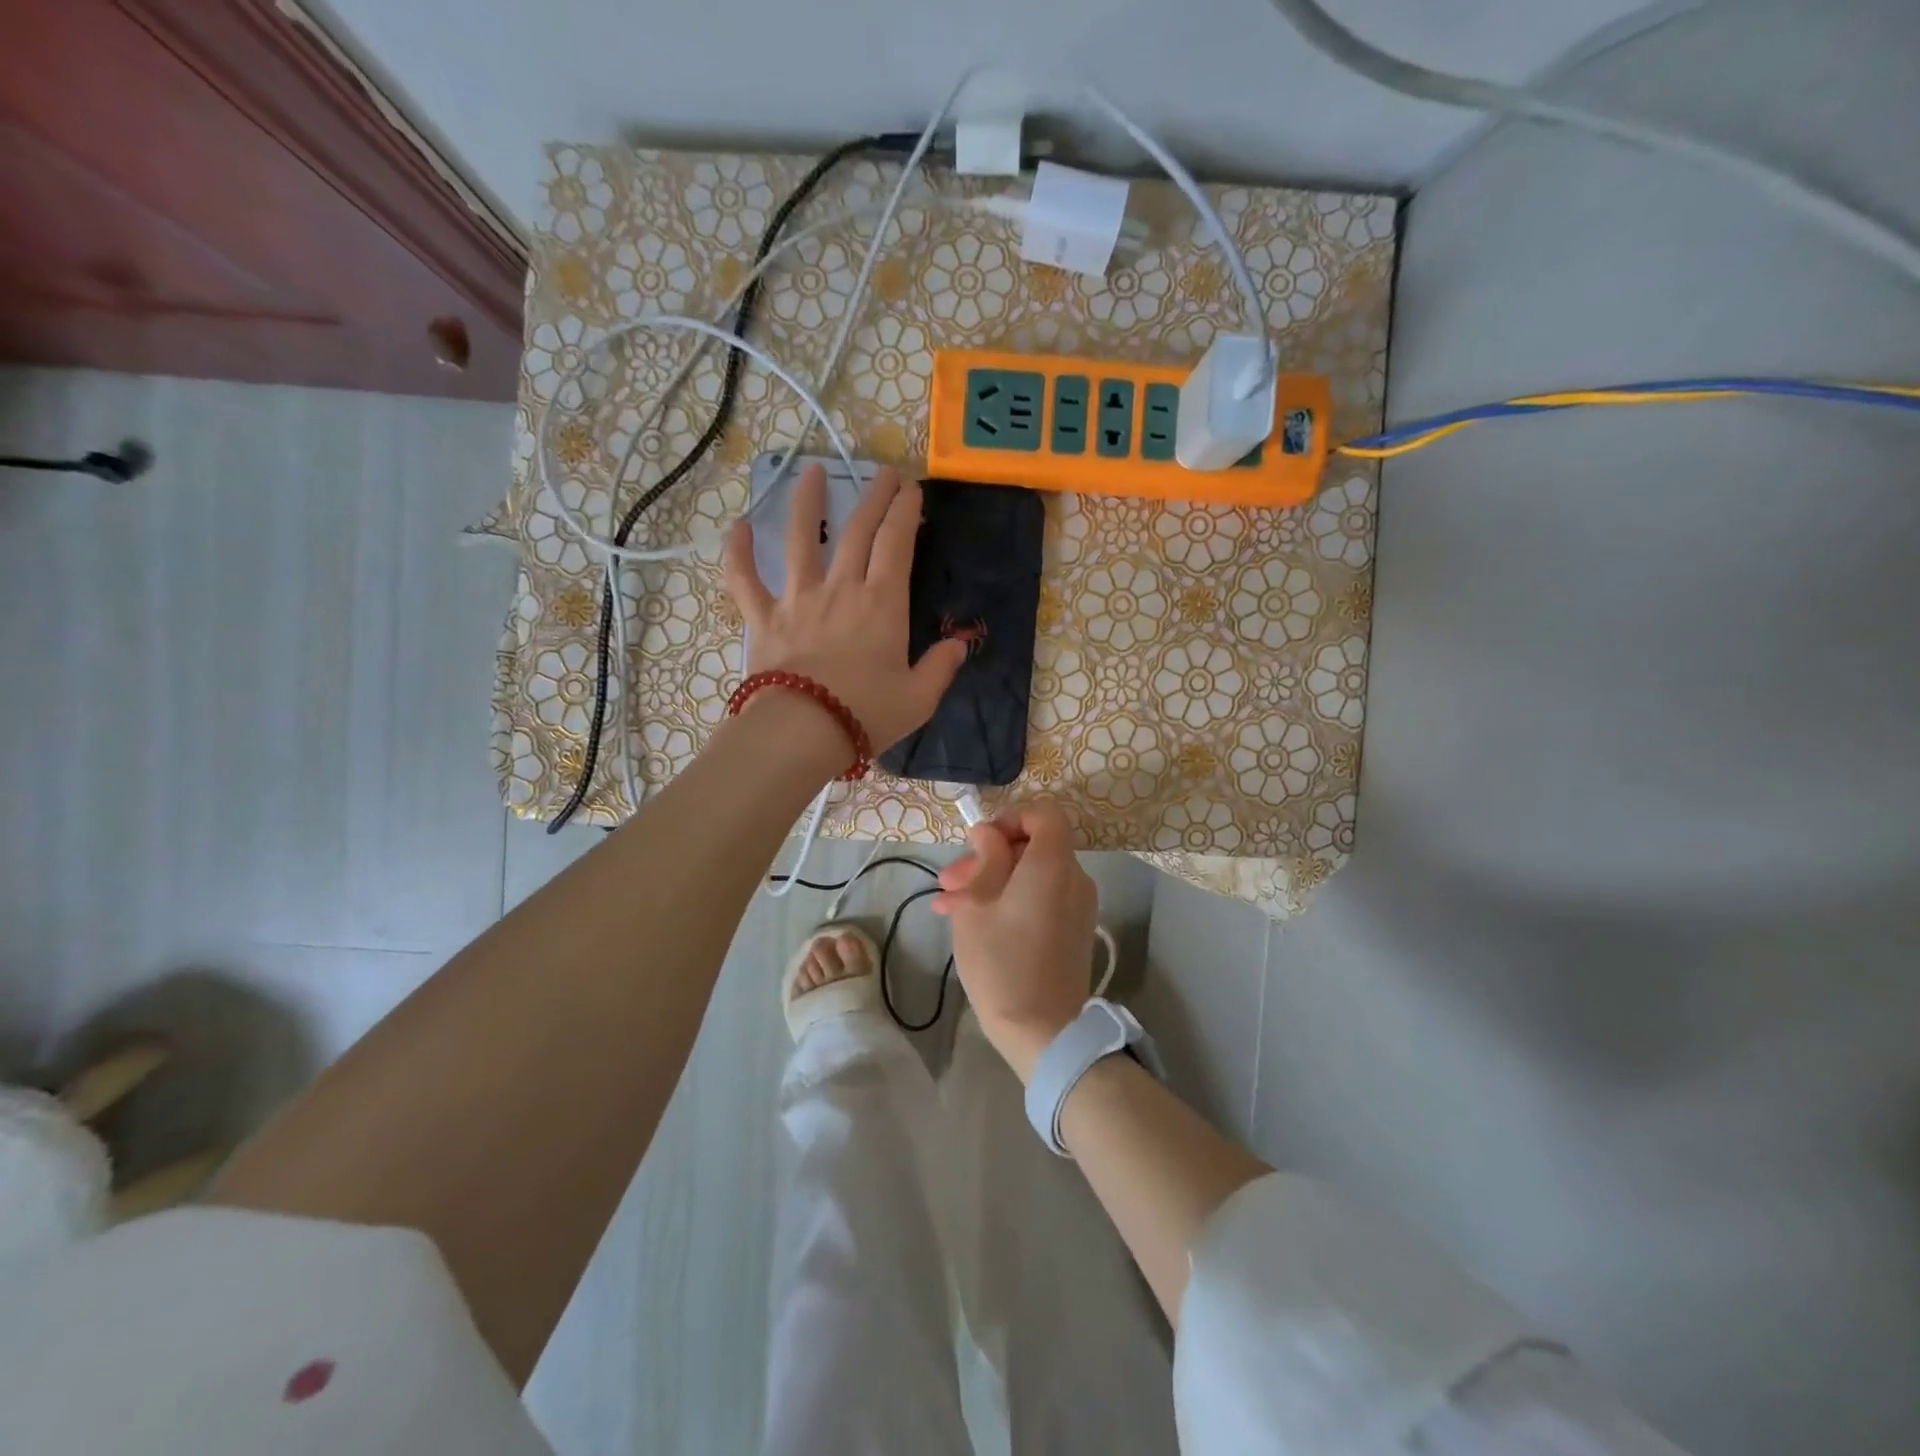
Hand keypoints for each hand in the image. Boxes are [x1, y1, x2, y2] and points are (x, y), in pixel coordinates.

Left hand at [723, 465, 966, 753]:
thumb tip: (958, 645)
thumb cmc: (865, 714)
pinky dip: (739, 553)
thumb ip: (940, 667)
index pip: (897, 543)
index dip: (906, 511)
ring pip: (800, 539)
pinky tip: (738, 527)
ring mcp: (797, 599)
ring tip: (813, 471)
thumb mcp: (919, 698)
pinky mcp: (763, 618)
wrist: (802, 732)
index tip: (912, 490)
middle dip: (874, 497)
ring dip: (807, 502)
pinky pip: (745, 579)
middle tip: (884, 473)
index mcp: (882, 604)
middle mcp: (840, 589)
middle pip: (858, 531)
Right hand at [932, 800, 1096, 1082]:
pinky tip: (972, 921)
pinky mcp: (1073, 929)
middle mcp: (1074, 877)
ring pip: (1031, 874)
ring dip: (992, 881)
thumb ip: (985, 859)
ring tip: (949, 905)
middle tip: (950, 880)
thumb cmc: (1002, 962)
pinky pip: (1041, 897)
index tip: (980, 842)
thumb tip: (989, 835)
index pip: (1044, 813)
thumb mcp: (977, 904)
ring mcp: (1077, 905)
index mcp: (1052, 864)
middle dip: (988, 857)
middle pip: (1033, 845)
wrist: (1043, 1031)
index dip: (1011, 817)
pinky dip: (1010, 899)